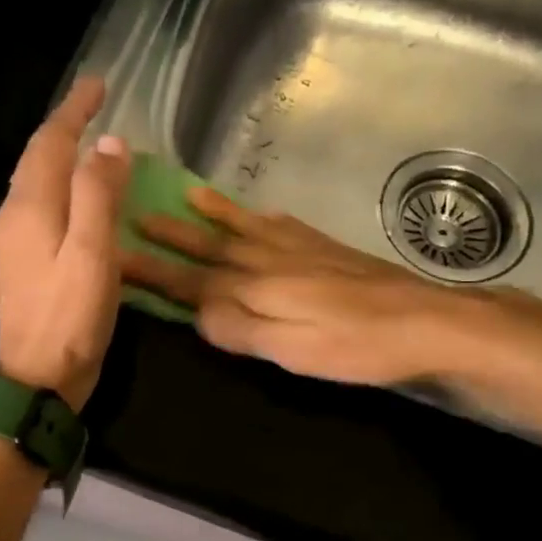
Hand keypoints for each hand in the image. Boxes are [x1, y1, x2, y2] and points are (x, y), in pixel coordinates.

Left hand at [0, 77, 130, 410]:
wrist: (36, 380)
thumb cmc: (69, 319)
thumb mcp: (92, 255)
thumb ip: (98, 196)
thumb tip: (109, 144)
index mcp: (32, 207)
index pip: (51, 142)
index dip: (74, 110)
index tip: (99, 84)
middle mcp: (16, 216)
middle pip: (38, 157)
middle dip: (65, 125)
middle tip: (95, 104)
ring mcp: (17, 241)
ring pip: (39, 180)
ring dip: (62, 154)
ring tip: (91, 139)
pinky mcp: (26, 262)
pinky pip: (44, 205)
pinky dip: (64, 185)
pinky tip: (82, 196)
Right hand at [121, 188, 463, 385]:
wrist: (427, 320)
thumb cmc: (355, 343)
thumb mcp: (290, 347)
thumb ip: (239, 327)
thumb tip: (194, 312)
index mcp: (256, 287)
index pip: (191, 280)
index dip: (152, 271)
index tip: (114, 256)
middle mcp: (270, 260)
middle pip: (211, 247)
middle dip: (172, 233)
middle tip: (135, 213)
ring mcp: (301, 250)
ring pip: (244, 228)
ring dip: (213, 214)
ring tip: (187, 193)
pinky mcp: (328, 250)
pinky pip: (284, 225)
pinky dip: (262, 216)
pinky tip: (262, 213)